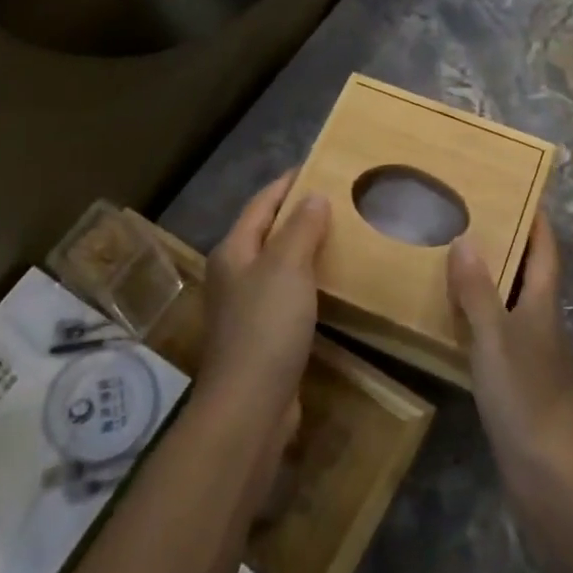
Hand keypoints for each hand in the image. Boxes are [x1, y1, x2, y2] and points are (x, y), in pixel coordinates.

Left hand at [200, 172, 327, 430]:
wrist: (250, 406)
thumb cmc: (266, 326)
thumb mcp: (287, 266)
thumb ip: (301, 227)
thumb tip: (314, 196)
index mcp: (233, 251)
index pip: (261, 204)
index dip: (286, 184)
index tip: (315, 166)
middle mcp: (234, 275)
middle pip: (267, 232)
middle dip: (297, 214)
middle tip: (336, 198)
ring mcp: (246, 307)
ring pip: (278, 265)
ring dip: (304, 248)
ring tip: (339, 234)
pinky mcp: (263, 336)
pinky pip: (288, 294)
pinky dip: (308, 281)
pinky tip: (331, 283)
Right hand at [447, 211, 572, 498]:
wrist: (551, 474)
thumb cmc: (525, 396)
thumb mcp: (494, 336)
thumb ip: (478, 289)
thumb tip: (465, 238)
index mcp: (545, 303)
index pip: (546, 249)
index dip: (536, 219)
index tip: (517, 189)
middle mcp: (546, 322)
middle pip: (533, 272)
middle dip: (510, 244)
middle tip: (471, 219)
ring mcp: (538, 354)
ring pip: (517, 302)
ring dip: (495, 280)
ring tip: (458, 261)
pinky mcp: (525, 381)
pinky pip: (505, 332)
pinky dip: (486, 315)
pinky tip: (460, 321)